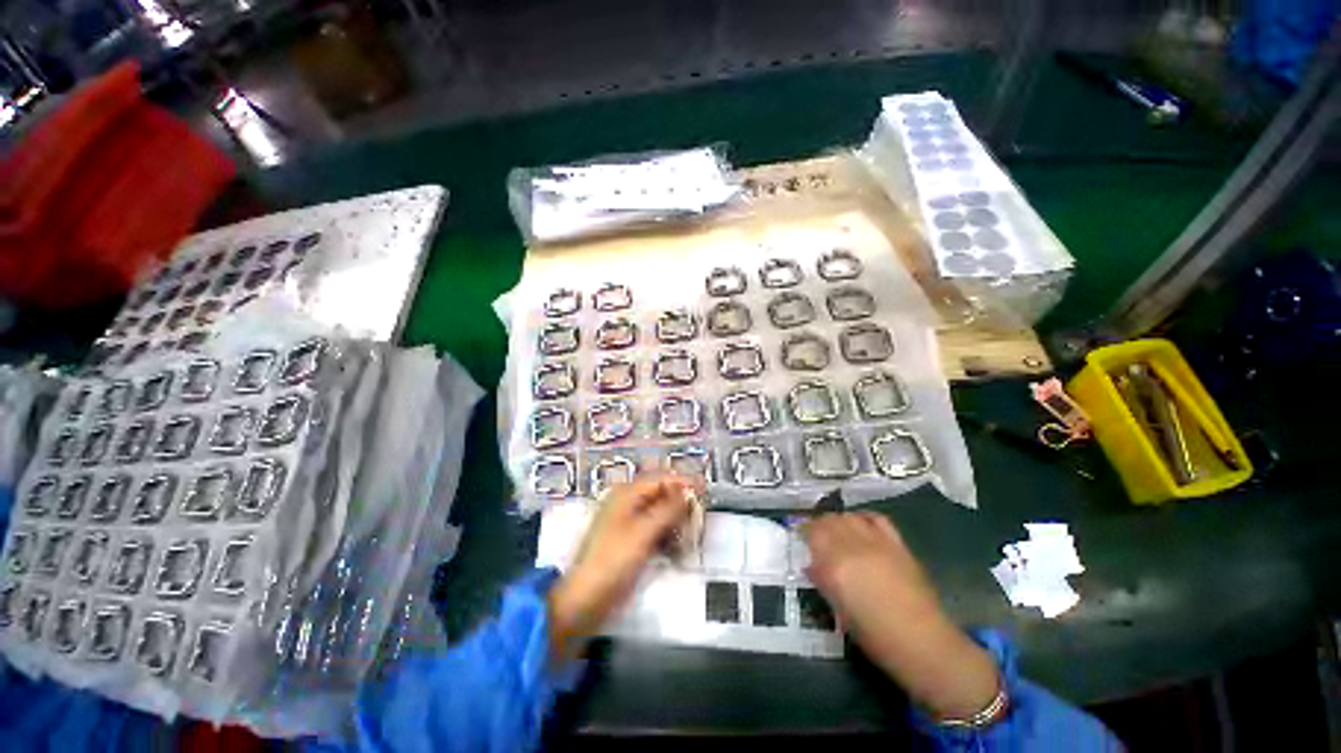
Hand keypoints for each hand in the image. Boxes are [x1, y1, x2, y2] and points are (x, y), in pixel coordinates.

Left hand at [548, 474, 701, 661]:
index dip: (684, 483)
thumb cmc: (613, 561)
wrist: (585, 601)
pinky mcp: (631, 541)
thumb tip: (690, 491)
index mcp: (627, 493)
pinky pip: (655, 530)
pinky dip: (668, 536)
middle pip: (662, 495)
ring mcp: (628, 522)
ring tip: (689, 539)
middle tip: (699, 521)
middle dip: (681, 506)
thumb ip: (669, 508)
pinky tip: (677, 550)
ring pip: (661, 514)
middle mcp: (628, 502)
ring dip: (676, 523)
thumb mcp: (644, 532)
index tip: (706, 492)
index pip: (662, 479)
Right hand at [803, 512, 1000, 721]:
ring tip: (837, 529)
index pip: (812, 532)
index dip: (803, 529)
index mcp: (834, 565)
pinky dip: (863, 517)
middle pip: (830, 520)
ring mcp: (877, 542)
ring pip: (850, 516)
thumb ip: (822, 580)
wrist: (922, 642)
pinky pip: (876, 518)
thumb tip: (811, 564)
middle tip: (816, 534)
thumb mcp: (838, 609)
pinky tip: (861, 525)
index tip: (800, 534)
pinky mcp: (898, 544)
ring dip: (839, 520)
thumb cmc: (874, 635)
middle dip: (819, 524)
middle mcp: (853, 546)